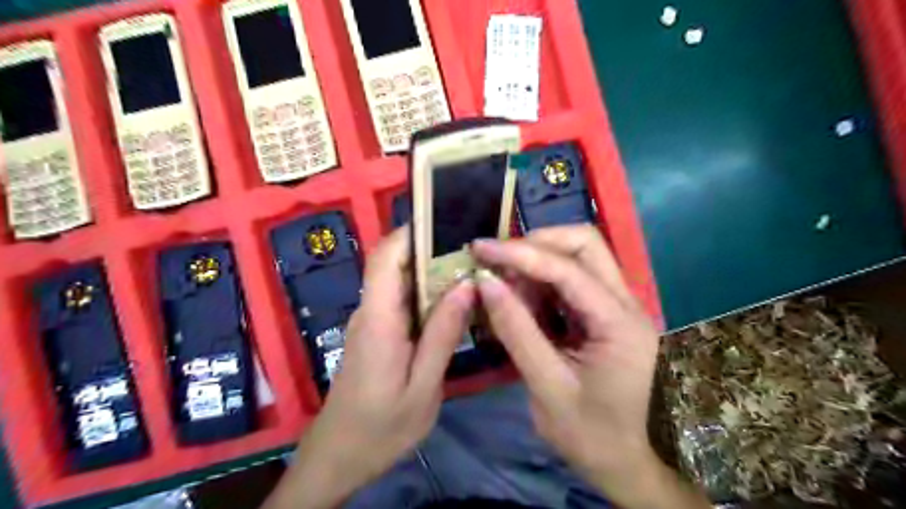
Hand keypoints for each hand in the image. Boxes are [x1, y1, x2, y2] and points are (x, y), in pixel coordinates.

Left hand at [265, 229, 477, 508]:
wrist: (339, 457)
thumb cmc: (380, 427)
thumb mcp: (422, 386)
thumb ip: (442, 335)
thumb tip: (465, 285)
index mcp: (378, 319)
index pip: (385, 257)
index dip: (411, 232)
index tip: (447, 222)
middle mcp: (371, 311)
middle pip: (394, 263)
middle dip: (431, 248)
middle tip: (474, 248)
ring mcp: (372, 321)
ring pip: (400, 281)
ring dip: (432, 271)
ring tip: (473, 268)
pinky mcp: (377, 333)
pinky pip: (402, 301)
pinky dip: (428, 294)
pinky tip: (455, 301)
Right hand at [471, 226, 710, 508]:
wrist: (629, 464)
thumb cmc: (591, 435)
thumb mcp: (547, 386)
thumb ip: (516, 331)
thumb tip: (486, 283)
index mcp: (618, 323)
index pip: (566, 269)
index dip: (519, 253)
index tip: (481, 248)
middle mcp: (626, 303)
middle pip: (585, 244)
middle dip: (536, 243)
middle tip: (498, 260)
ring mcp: (619, 306)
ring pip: (580, 257)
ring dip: (538, 261)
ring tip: (505, 284)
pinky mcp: (606, 314)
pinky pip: (574, 280)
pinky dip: (543, 281)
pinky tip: (522, 298)